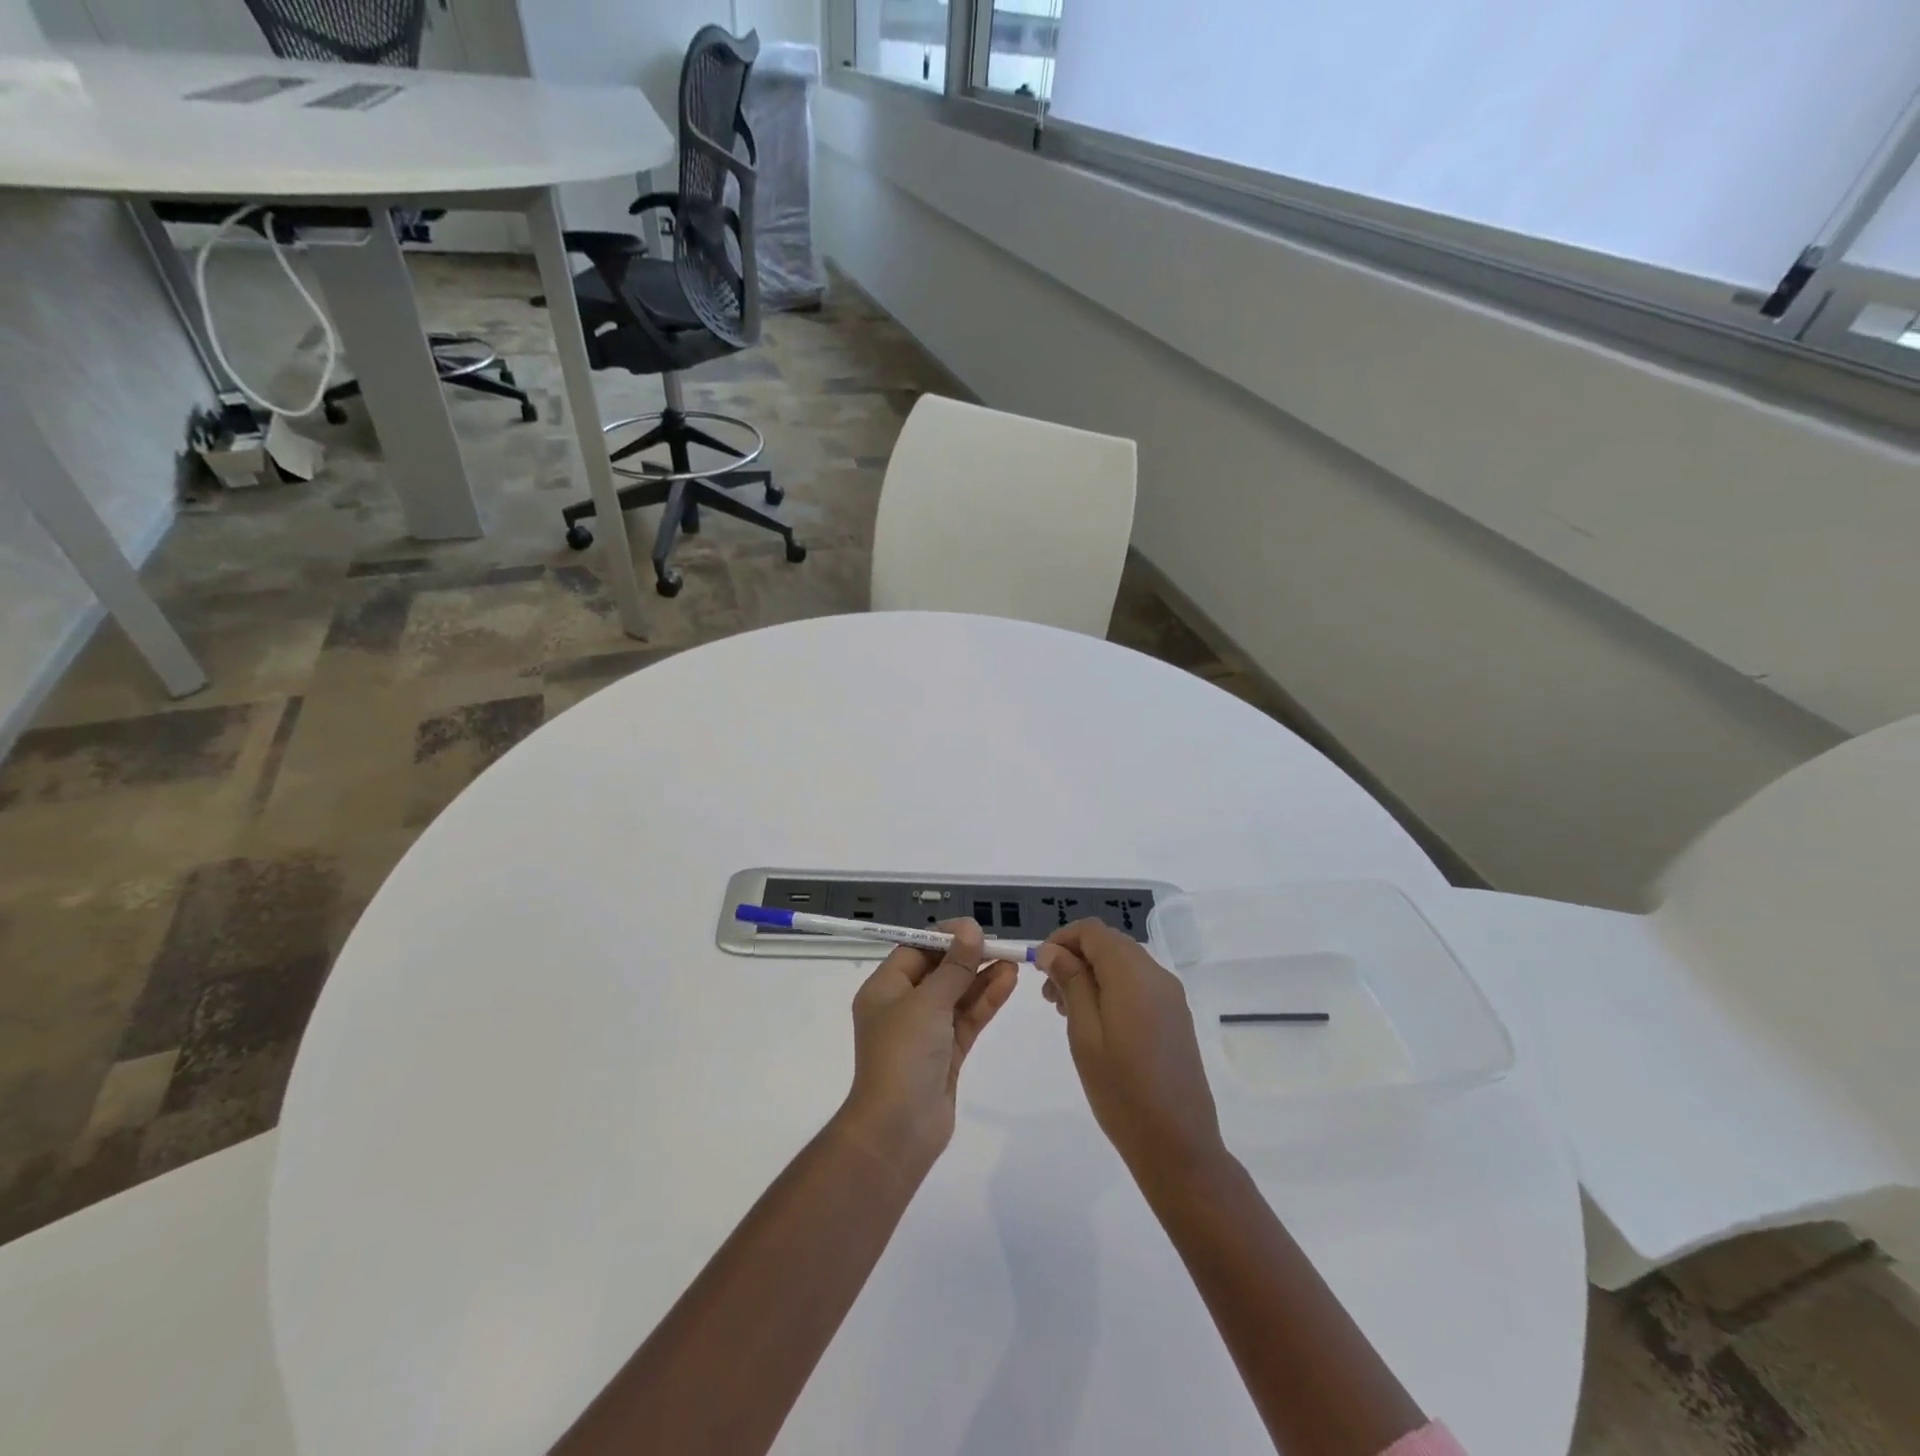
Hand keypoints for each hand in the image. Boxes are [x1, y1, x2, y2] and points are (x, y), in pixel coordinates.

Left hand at [836, 921, 1018, 1180]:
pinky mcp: (946, 1055)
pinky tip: (1008, 982)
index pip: (915, 950)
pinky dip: (985, 1001)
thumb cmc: (903, 1054)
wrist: (898, 1129)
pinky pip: (967, 1019)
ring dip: (981, 977)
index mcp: (884, 989)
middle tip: (998, 944)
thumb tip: (970, 930)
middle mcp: (902, 1007)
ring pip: (956, 995)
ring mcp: (925, 1032)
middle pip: (938, 971)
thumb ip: (954, 967)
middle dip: (967, 957)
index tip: (974, 929)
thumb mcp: (928, 1002)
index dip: (944, 937)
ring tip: (1012, 960)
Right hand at [1036, 919, 1225, 1191]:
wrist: (1178, 1145)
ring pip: (1123, 963)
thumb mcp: (1084, 1034)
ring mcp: (1170, 996)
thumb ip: (1070, 983)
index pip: (1092, 931)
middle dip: (1075, 958)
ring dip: (1092, 974)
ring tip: (1066, 1011)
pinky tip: (1096, 1022)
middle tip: (1048, 995)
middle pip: (1109, 944)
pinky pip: (1138, 984)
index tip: (1039, 968)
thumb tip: (1052, 949)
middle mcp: (1156, 975)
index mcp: (1133, 974)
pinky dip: (1112, 989)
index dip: (1061, 939)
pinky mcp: (1175, 1016)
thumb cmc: (1121, 1091)